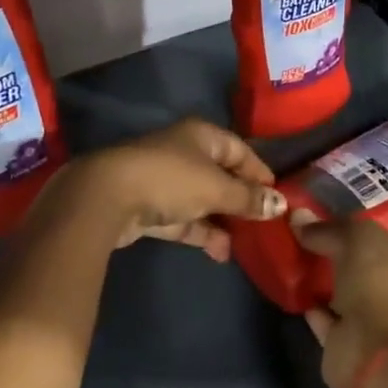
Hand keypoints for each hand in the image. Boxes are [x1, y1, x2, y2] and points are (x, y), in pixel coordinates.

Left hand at [60, 119, 283, 260]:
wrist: (107, 196)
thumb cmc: (170, 179)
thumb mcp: (216, 188)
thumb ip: (247, 198)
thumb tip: (280, 205)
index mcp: (202, 136)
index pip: (239, 149)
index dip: (259, 171)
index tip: (278, 196)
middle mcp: (184, 152)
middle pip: (221, 175)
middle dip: (241, 200)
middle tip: (264, 224)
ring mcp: (165, 180)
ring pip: (202, 199)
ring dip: (222, 220)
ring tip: (245, 244)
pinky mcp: (150, 207)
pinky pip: (184, 219)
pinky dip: (201, 232)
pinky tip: (221, 252)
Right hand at [291, 213, 387, 387]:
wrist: (380, 351)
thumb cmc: (380, 281)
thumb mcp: (356, 238)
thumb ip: (328, 229)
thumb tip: (298, 217)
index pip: (376, 239)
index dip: (349, 228)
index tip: (319, 218)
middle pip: (357, 266)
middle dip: (333, 254)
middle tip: (299, 236)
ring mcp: (369, 319)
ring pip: (339, 293)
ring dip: (320, 282)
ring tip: (290, 260)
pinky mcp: (346, 345)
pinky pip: (324, 319)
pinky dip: (311, 308)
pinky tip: (291, 291)